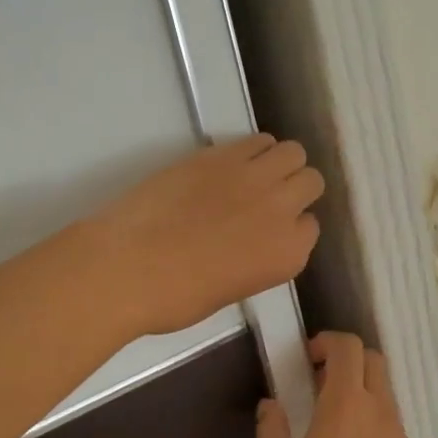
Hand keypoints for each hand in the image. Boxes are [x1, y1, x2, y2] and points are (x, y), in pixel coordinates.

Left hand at [88, 135, 323, 337]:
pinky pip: (257, 140)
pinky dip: (253, 149)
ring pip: (293, 152)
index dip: (289, 227)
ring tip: (254, 174)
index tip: (268, 231)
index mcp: (288, 255)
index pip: (309, 227)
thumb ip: (255, 261)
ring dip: (280, 162)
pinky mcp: (222, 154)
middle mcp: (282, 211)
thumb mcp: (230, 290)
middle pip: (310, 182)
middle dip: (294, 189)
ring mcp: (254, 178)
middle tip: (266, 198)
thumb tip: (249, 243)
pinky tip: (232, 162)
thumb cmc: (174, 297)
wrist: (127, 267)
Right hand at [256, 332, 416, 437]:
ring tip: (329, 418)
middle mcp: (378, 410)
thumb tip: (271, 405)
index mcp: (346, 404)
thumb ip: (272, 430)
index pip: (348, 348)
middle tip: (317, 382)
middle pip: (373, 360)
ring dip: (359, 387)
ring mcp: (397, 435)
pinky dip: (370, 414)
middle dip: (346, 359)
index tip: (305, 359)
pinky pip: (389, 418)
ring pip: (384, 389)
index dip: (327, 342)